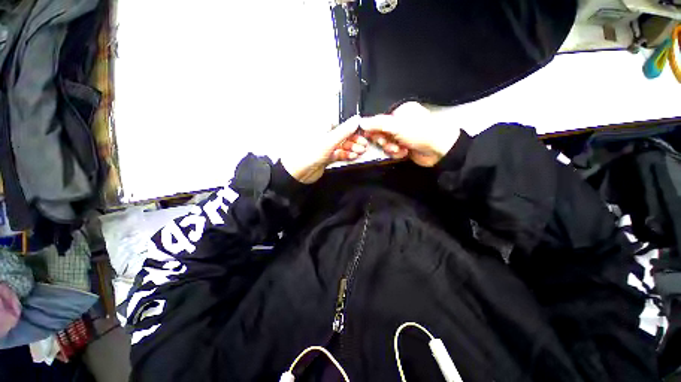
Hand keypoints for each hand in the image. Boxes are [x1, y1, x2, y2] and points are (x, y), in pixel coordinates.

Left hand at [281, 116, 368, 183]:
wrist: (299, 172)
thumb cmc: (309, 153)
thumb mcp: (329, 141)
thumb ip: (344, 131)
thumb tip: (356, 119)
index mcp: (323, 126)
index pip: (342, 124)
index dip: (353, 128)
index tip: (363, 132)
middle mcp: (325, 135)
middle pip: (343, 135)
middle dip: (355, 140)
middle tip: (364, 145)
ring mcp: (326, 147)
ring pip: (342, 145)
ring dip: (352, 148)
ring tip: (361, 151)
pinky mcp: (327, 157)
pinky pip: (339, 154)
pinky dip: (347, 155)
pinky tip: (353, 156)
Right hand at [360, 102, 460, 166]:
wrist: (439, 151)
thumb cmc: (419, 133)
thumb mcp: (396, 126)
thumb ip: (377, 124)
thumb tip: (360, 122)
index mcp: (400, 111)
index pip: (379, 119)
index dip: (374, 129)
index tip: (371, 136)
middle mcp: (401, 122)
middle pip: (381, 132)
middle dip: (384, 140)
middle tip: (389, 143)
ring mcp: (403, 135)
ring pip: (386, 143)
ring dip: (391, 148)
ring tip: (399, 149)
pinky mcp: (405, 146)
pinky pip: (393, 150)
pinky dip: (397, 153)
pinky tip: (404, 153)